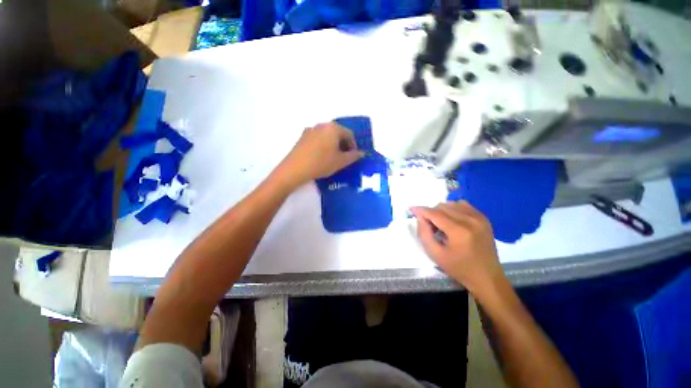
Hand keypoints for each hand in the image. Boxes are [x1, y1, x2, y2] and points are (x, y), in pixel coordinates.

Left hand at [276, 122, 364, 187]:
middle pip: (338, 133)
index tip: (353, 157)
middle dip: (343, 145)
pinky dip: (323, 146)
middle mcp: (322, 125)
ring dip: (333, 145)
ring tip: (333, 158)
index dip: (354, 146)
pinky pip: (317, 139)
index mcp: (333, 128)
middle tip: (344, 158)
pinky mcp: (302, 137)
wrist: (295, 169)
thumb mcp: (341, 162)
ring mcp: (310, 130)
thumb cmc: (321, 163)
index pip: (349, 134)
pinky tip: (321, 157)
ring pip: (327, 136)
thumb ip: (353, 156)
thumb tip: (361, 153)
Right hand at [411, 202, 505, 295]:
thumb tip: (420, 217)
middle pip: (442, 206)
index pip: (435, 213)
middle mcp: (471, 220)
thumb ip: (424, 233)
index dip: (421, 210)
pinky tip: (452, 219)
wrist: (487, 277)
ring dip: (441, 210)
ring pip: (452, 204)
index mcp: (459, 231)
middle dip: (431, 213)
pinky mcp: (484, 218)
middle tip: (429, 225)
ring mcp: (479, 218)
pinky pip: (463, 205)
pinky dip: (453, 209)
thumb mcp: (435, 254)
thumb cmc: (459, 268)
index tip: (412, 209)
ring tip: (441, 224)